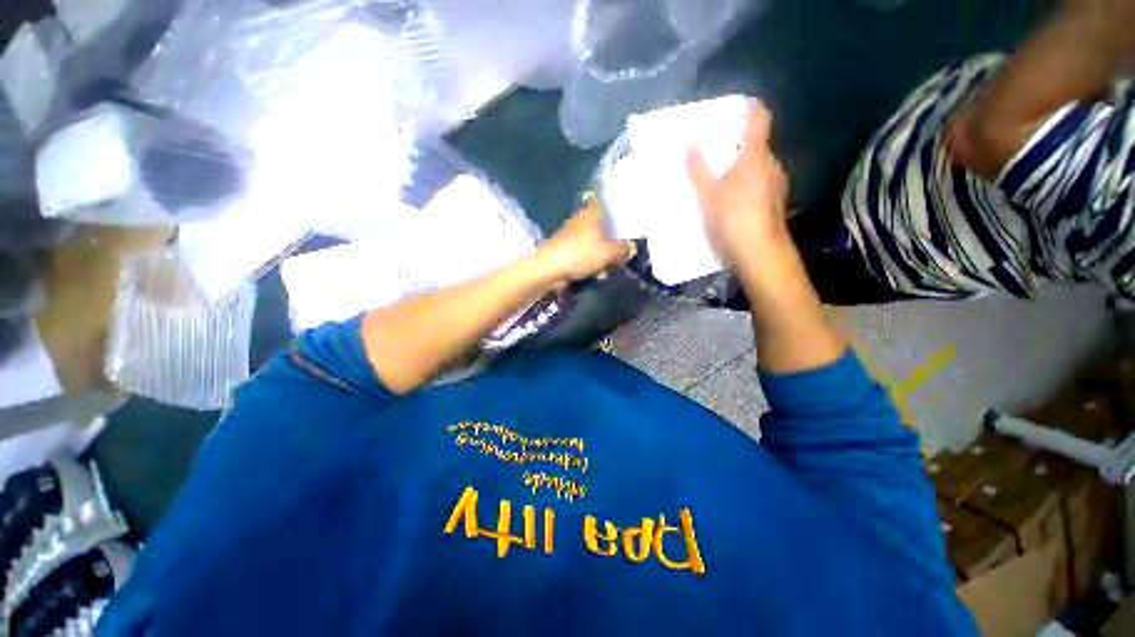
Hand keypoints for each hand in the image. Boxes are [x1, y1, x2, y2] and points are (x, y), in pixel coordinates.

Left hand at [537, 200, 633, 285]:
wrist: (549, 270)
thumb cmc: (580, 254)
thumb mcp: (608, 253)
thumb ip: (623, 249)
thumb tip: (631, 248)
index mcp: (590, 213)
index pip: (600, 200)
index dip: (611, 206)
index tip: (623, 216)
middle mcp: (580, 221)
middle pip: (600, 226)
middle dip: (611, 240)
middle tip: (621, 251)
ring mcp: (571, 237)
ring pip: (593, 243)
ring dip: (602, 256)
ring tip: (608, 269)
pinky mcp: (566, 252)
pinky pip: (584, 256)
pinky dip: (591, 264)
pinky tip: (596, 275)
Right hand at [686, 101, 790, 269]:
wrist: (759, 254)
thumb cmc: (733, 219)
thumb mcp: (708, 195)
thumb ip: (699, 170)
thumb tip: (690, 146)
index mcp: (756, 155)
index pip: (759, 117)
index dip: (749, 107)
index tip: (732, 108)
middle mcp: (771, 164)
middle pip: (757, 143)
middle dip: (737, 143)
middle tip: (713, 150)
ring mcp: (776, 184)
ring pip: (757, 165)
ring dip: (740, 166)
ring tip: (717, 176)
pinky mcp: (774, 202)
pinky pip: (758, 183)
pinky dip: (745, 183)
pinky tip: (729, 199)